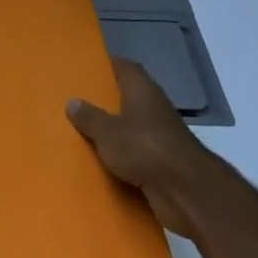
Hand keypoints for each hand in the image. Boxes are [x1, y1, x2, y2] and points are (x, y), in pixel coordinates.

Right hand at [67, 58, 201, 237]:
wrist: (185, 190)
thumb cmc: (144, 147)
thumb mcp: (107, 131)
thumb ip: (89, 116)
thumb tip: (72, 101)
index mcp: (141, 89)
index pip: (124, 67)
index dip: (106, 66)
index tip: (85, 69)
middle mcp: (153, 107)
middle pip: (126, 97)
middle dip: (104, 100)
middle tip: (76, 102)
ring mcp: (160, 135)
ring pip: (130, 126)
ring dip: (112, 131)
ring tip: (82, 132)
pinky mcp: (162, 161)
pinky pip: (135, 153)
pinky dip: (121, 156)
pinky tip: (99, 161)